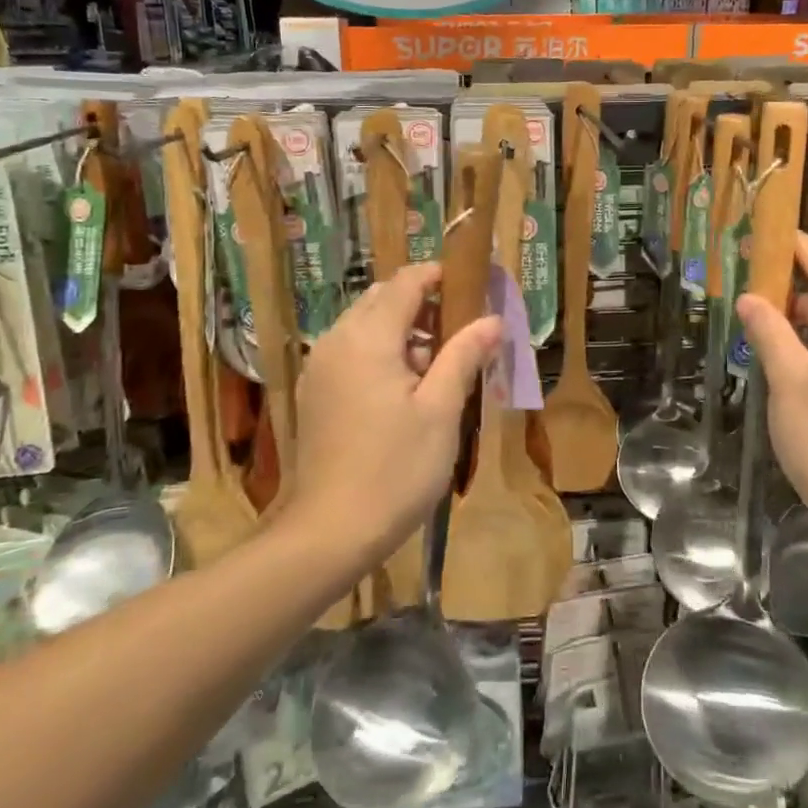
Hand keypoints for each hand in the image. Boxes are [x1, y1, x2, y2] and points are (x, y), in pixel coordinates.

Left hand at [290, 262, 500, 559]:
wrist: (329, 532)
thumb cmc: (395, 469)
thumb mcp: (441, 410)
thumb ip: (464, 355)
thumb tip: (492, 320)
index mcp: (368, 338)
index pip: (405, 283)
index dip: (438, 276)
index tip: (472, 285)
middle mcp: (337, 341)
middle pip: (381, 299)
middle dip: (422, 303)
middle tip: (461, 329)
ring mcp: (320, 368)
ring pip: (364, 325)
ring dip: (401, 329)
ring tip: (439, 364)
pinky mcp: (314, 393)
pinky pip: (351, 351)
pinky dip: (380, 351)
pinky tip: (405, 388)